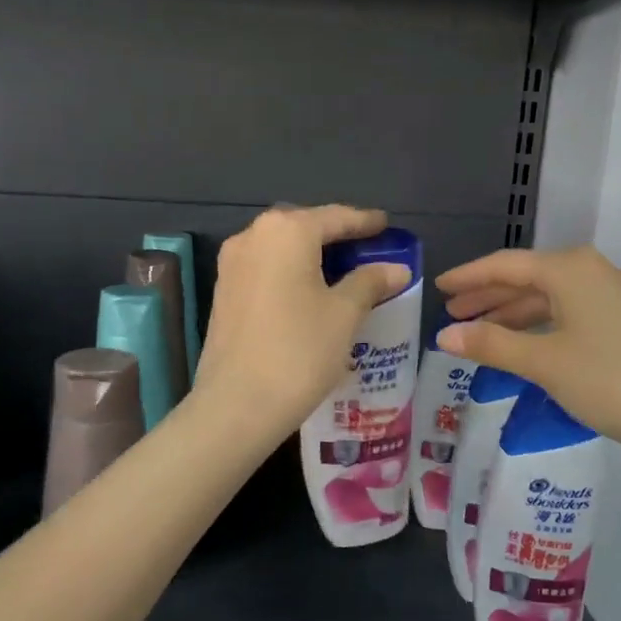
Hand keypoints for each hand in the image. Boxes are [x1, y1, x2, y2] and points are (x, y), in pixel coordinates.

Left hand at [193, 206, 411, 442]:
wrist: (237, 404)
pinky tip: (311, 291)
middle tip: (367, 248)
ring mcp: (232, 264)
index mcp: (286, 231)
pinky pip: (266, 267)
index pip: (335, 217)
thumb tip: (396, 268)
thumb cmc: (299, 351)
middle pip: (304, 226)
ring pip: (282, 247)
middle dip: (336, 235)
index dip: (364, 221)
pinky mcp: (224, 290)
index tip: (386, 225)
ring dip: (312, 254)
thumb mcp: (344, 314)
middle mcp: (253, 236)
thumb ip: (370, 282)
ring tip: (343, 270)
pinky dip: (291, 271)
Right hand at [435, 246, 620, 469]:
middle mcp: (593, 270)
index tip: (439, 287)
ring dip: (514, 313)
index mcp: (570, 269)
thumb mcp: (544, 363)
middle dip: (489, 296)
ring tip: (481, 333)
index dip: (468, 276)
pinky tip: (527, 344)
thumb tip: (443, 336)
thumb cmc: (612, 381)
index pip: (505, 265)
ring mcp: (616, 294)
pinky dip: (542, 324)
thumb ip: (492, 345)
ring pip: (551, 297)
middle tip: (453, 313)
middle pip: (528, 278)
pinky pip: (571, 312)